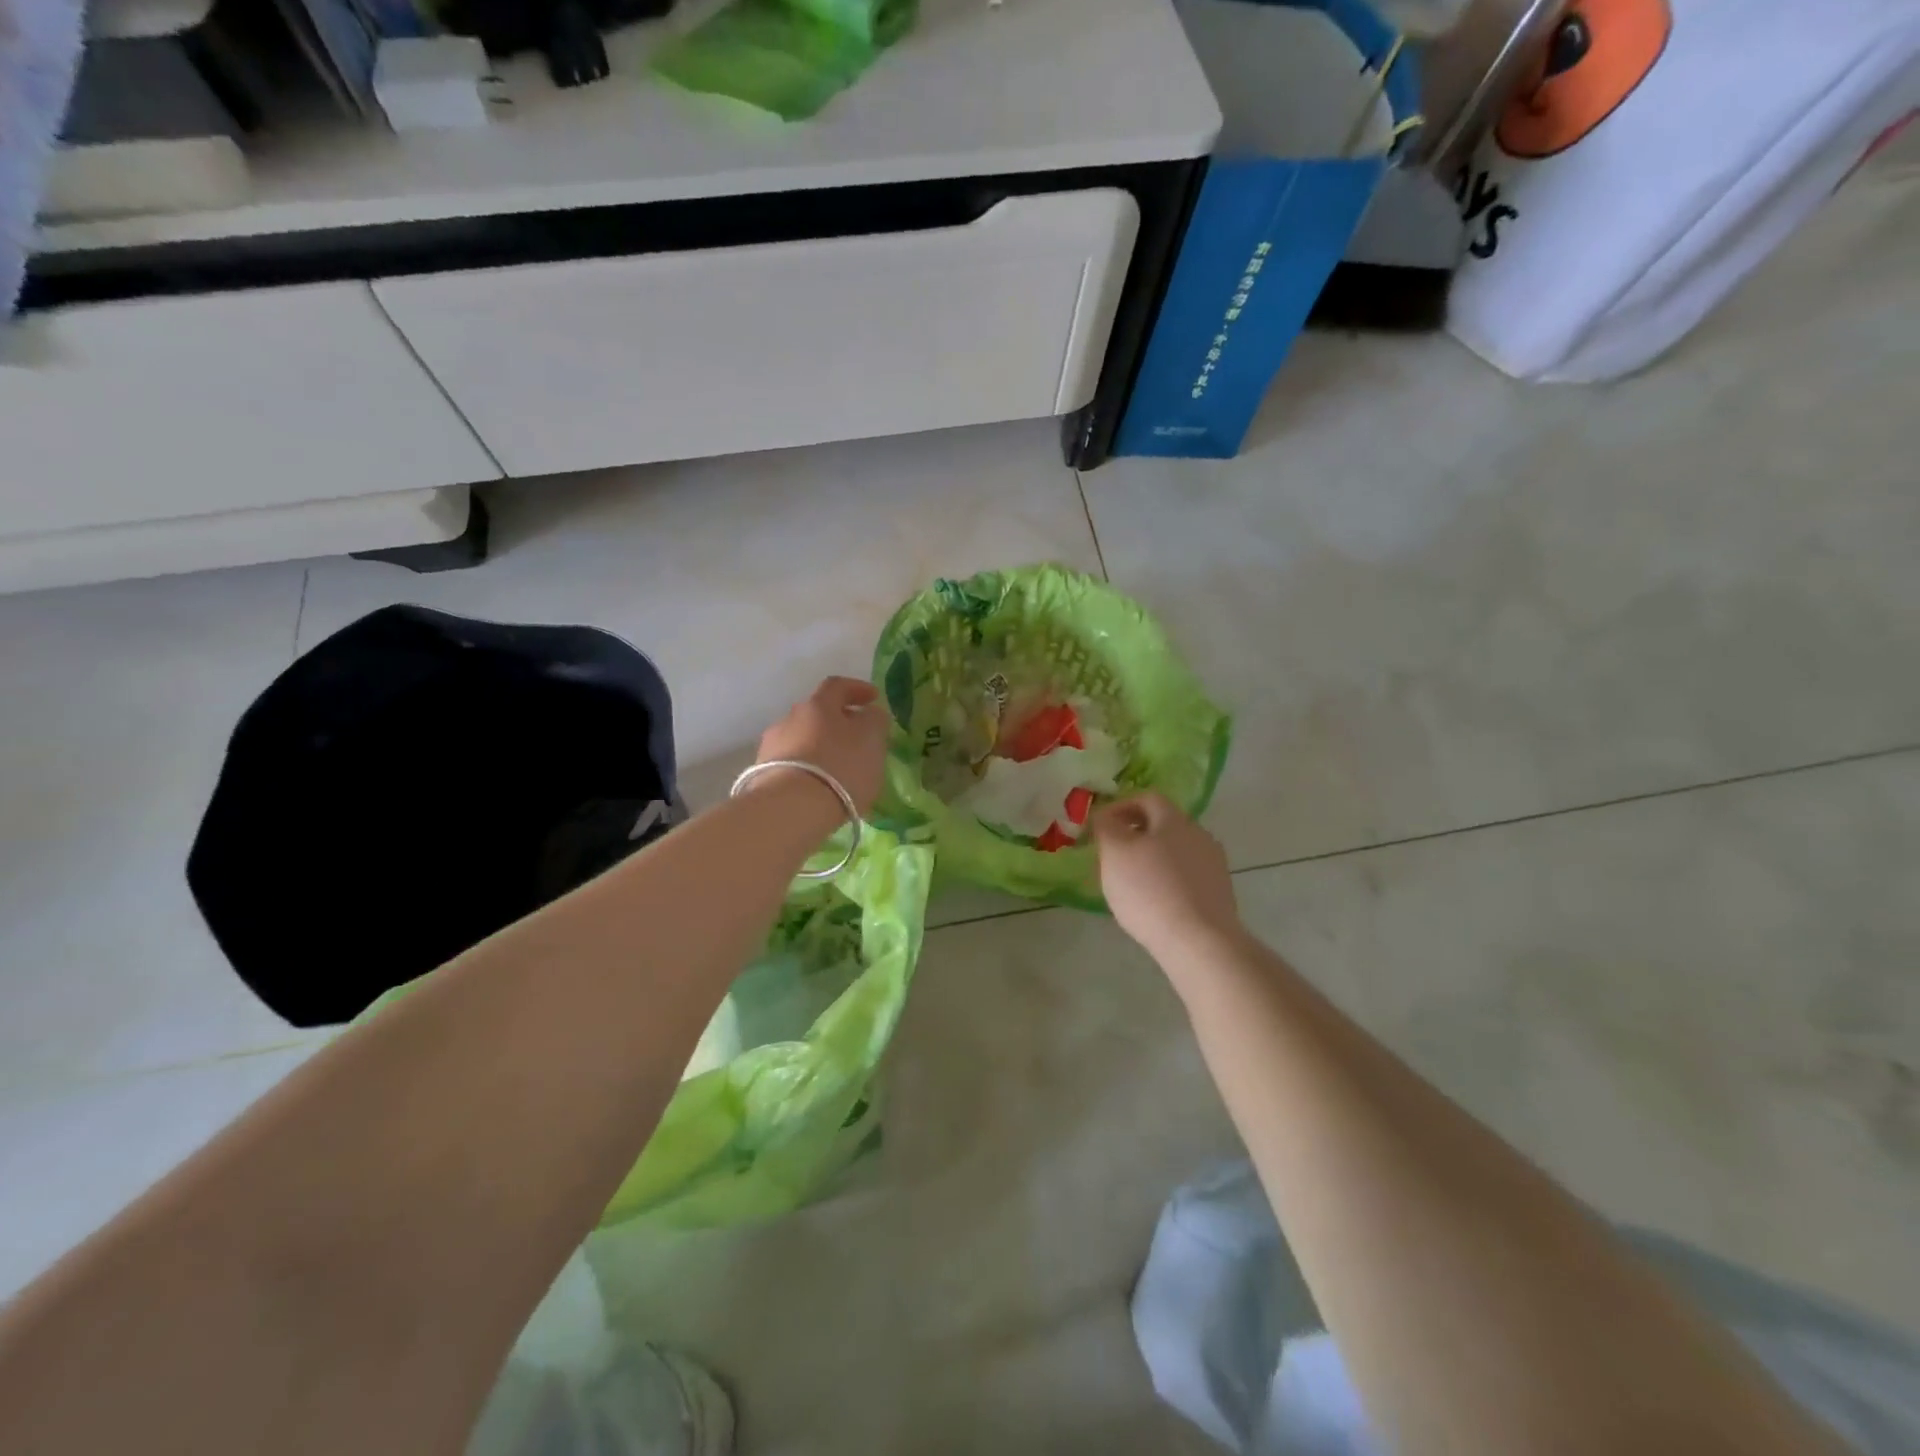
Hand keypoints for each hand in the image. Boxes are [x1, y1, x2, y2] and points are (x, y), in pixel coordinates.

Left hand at [754, 677, 889, 816]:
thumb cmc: (839, 767)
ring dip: (819, 747)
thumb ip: (875, 721)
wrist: (790, 808)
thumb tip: (870, 713)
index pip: (838, 686)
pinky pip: (791, 764)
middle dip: (837, 722)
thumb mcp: (871, 740)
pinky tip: (818, 787)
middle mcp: (790, 718)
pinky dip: (807, 769)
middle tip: (856, 739)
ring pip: (801, 739)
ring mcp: (771, 746)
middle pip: (817, 713)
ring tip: (837, 769)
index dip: (857, 689)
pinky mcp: (762, 775)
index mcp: (818, 705)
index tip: (873, 698)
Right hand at [1092, 793, 1241, 960]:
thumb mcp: (1115, 852)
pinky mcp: (1219, 894)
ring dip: (1152, 859)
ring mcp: (1214, 866)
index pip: (1147, 798)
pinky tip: (1154, 903)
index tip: (1100, 826)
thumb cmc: (1150, 890)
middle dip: (1135, 834)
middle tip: (1112, 855)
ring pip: (1176, 852)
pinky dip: (1167, 881)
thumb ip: (1106, 827)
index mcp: (1175, 820)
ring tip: (1130, 882)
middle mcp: (1199, 835)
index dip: (1121, 807)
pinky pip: (1186, 877)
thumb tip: (1105, 816)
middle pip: (1163, 825)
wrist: (1200, 942)